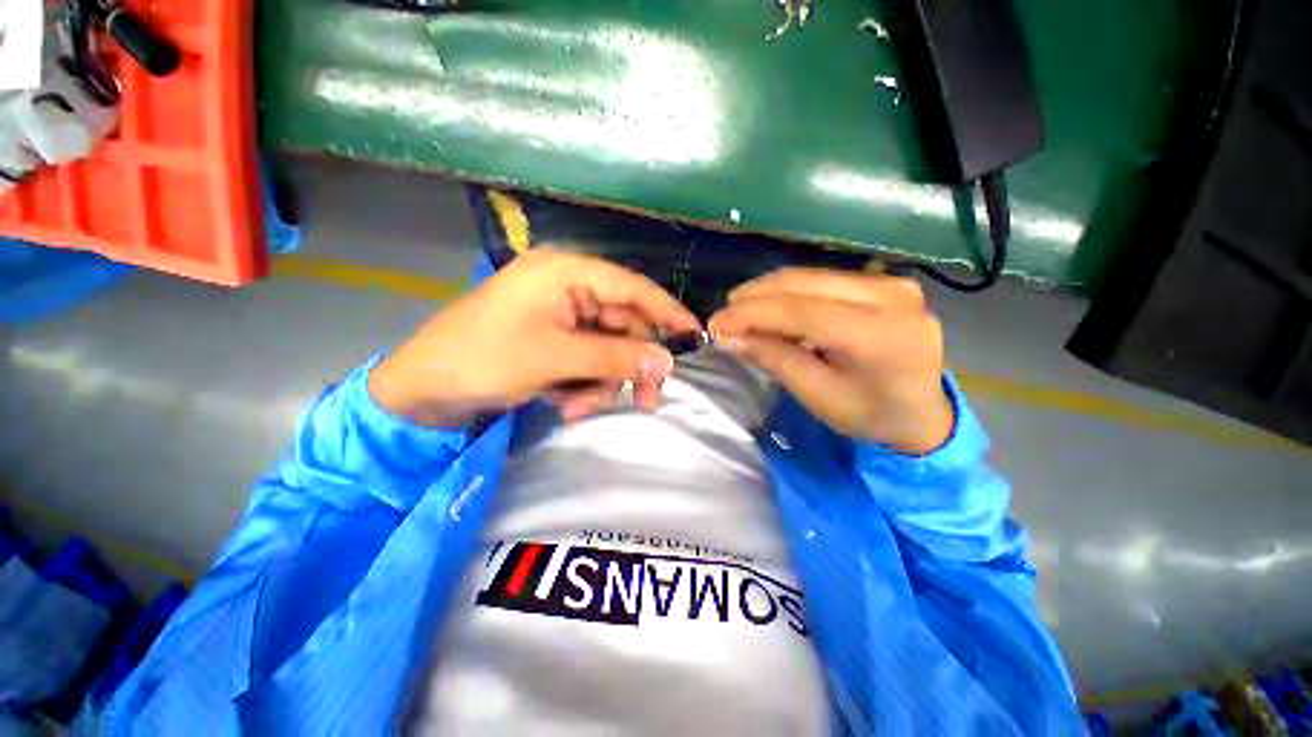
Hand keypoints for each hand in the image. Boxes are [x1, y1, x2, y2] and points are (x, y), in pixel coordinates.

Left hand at [369, 249, 699, 426]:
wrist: (423, 391)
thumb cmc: (484, 360)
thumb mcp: (557, 359)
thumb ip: (616, 357)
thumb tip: (667, 362)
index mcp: (565, 273)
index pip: (631, 288)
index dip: (666, 311)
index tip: (695, 334)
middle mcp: (567, 288)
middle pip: (622, 325)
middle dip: (629, 366)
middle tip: (645, 402)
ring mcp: (560, 315)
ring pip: (607, 349)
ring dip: (601, 382)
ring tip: (577, 407)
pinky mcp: (552, 339)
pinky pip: (587, 360)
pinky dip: (584, 385)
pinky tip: (566, 403)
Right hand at [709, 267, 952, 453]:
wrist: (924, 414)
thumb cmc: (871, 415)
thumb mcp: (818, 396)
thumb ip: (774, 359)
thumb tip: (728, 337)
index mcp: (878, 335)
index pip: (800, 311)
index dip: (751, 314)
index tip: (715, 323)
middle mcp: (890, 296)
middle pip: (804, 284)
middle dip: (755, 297)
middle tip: (724, 316)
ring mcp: (891, 283)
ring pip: (811, 276)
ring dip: (768, 292)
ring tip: (741, 311)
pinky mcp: (884, 282)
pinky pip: (824, 280)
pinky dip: (790, 292)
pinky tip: (772, 308)